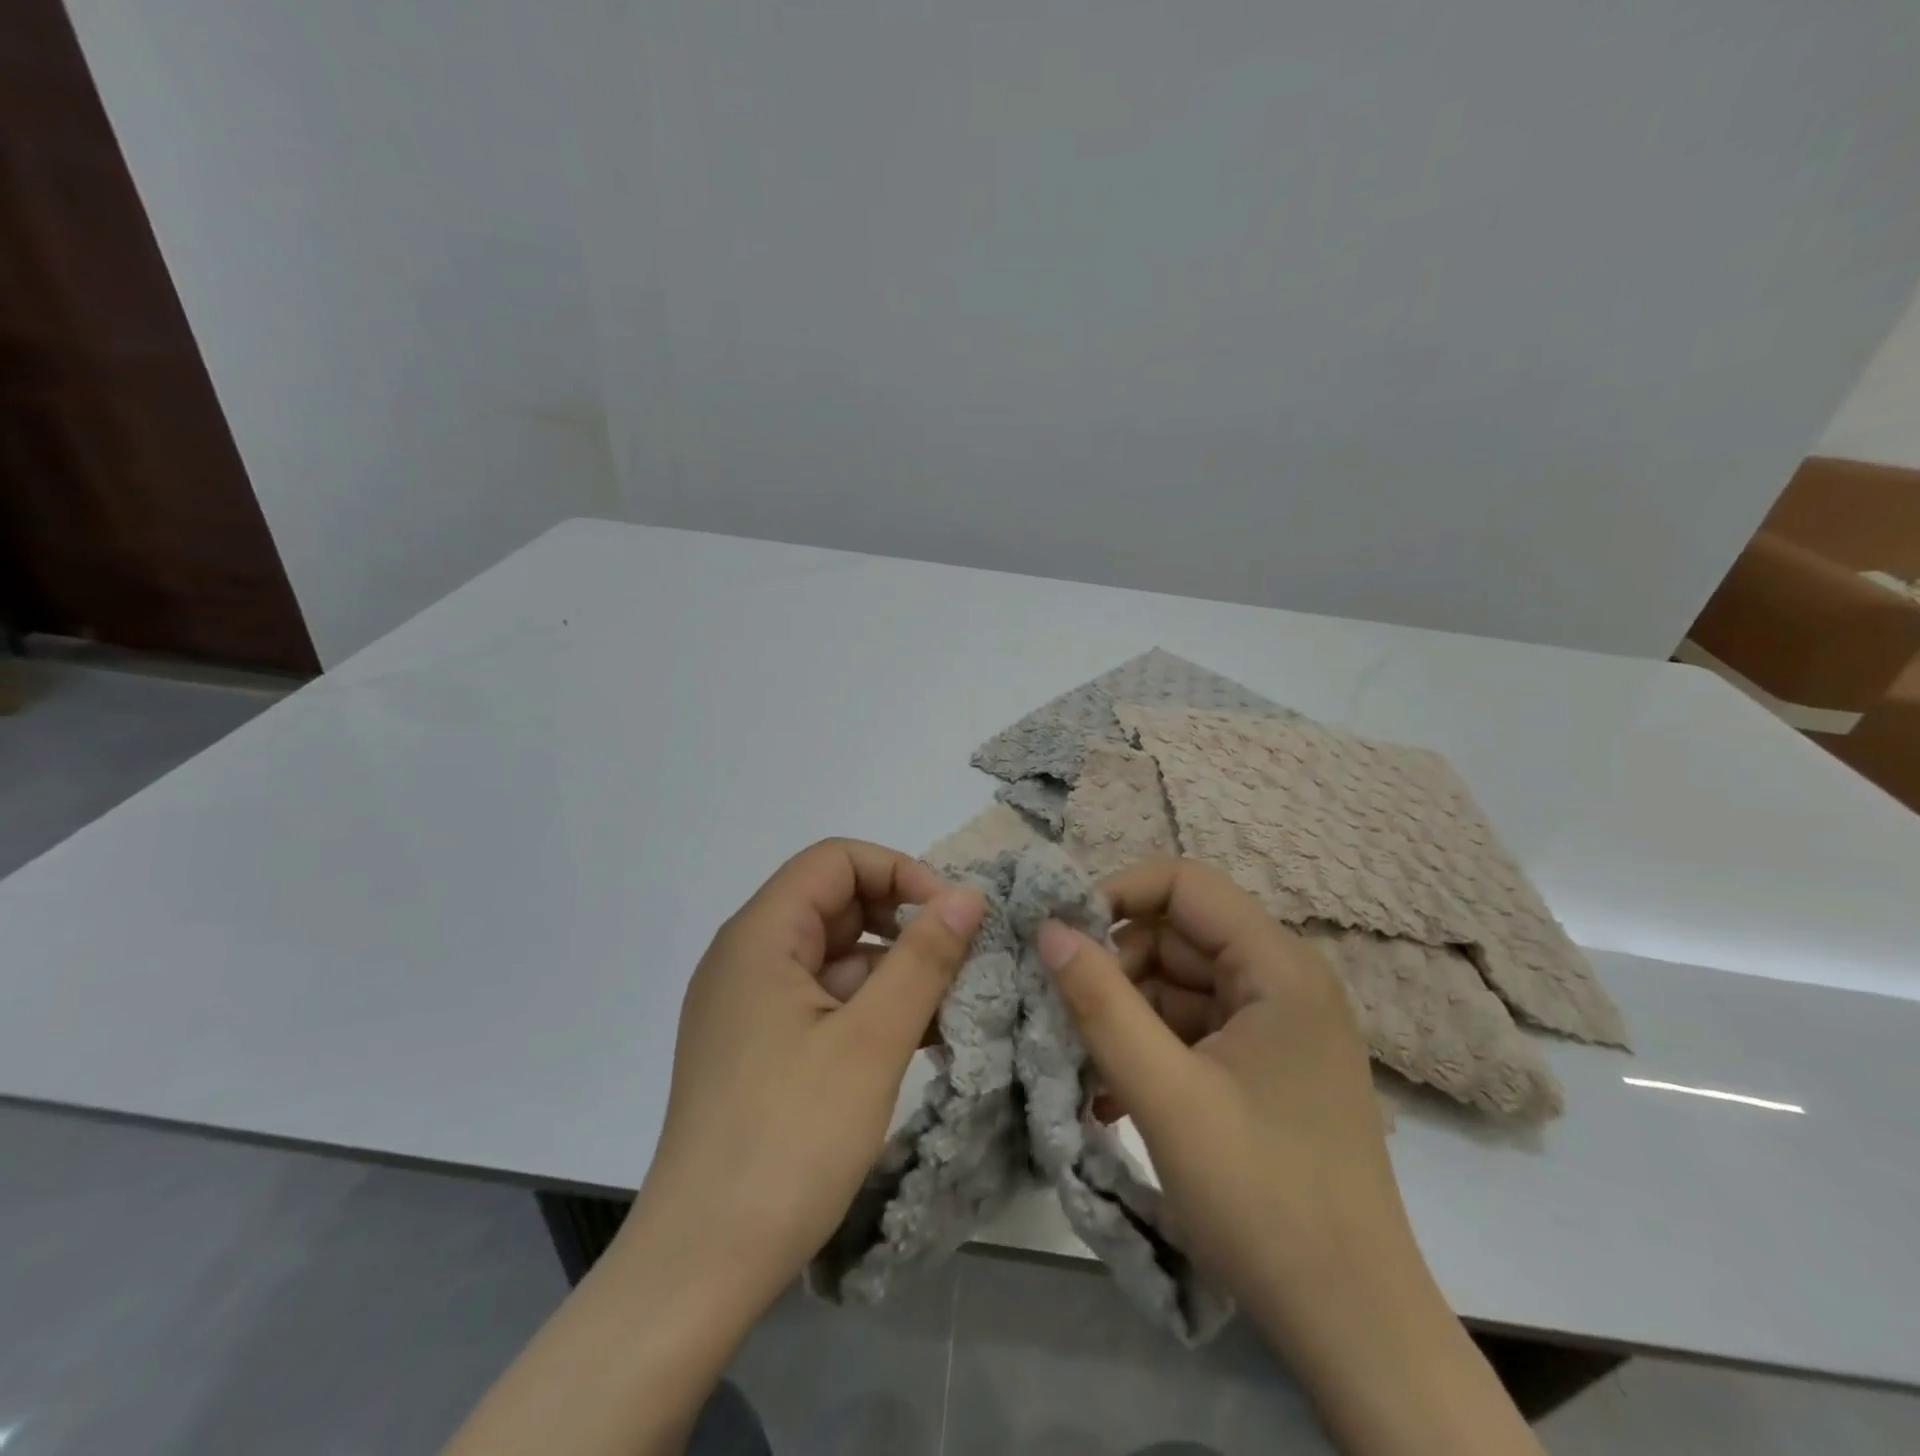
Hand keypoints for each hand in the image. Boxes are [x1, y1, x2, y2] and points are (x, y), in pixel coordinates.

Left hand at [617, 838, 984, 1324]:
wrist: (701, 1266)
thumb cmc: (788, 1139)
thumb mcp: (871, 1041)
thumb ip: (923, 958)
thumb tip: (967, 895)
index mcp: (759, 936)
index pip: (835, 861)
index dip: (898, 873)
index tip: (949, 917)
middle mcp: (747, 957)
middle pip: (835, 904)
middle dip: (902, 922)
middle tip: (960, 961)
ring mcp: (750, 1006)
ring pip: (835, 956)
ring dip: (893, 970)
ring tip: (951, 1004)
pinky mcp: (760, 1047)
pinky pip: (823, 1001)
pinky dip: (870, 1007)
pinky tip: (918, 1037)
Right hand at [1035, 860, 1412, 1350]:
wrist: (1353, 1326)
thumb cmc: (1263, 1199)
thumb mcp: (1165, 1096)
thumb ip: (1100, 1003)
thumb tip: (1047, 928)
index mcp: (1277, 966)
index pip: (1183, 883)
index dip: (1116, 894)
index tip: (1062, 939)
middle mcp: (1282, 980)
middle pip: (1176, 935)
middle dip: (1114, 969)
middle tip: (1063, 1018)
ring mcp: (1275, 1024)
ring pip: (1176, 984)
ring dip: (1124, 1016)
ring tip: (1084, 1070)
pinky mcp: (1264, 1064)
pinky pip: (1191, 1028)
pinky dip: (1148, 1049)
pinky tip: (1110, 1098)